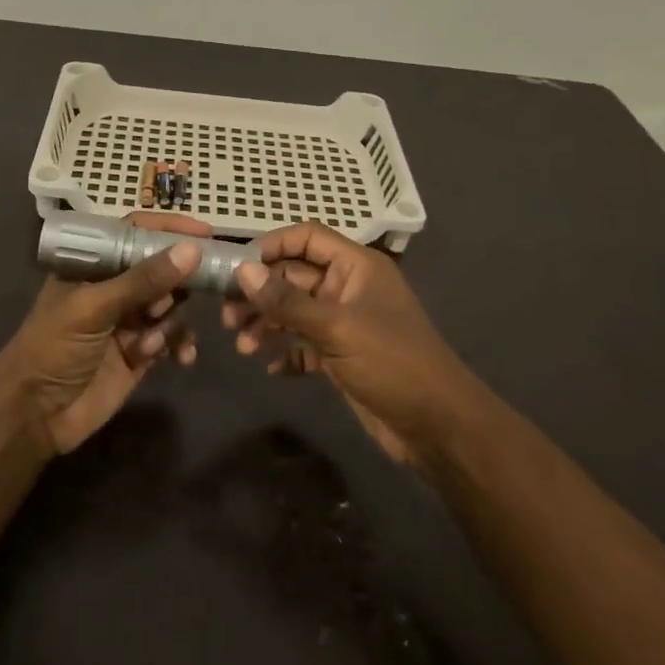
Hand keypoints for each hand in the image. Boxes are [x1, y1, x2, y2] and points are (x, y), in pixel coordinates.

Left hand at [0, 213, 207, 454]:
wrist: (35, 416)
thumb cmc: (53, 348)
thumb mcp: (94, 308)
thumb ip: (143, 280)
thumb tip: (192, 250)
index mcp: (93, 266)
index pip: (135, 234)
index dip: (168, 229)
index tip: (205, 233)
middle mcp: (114, 288)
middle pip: (161, 268)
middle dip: (178, 281)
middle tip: (186, 293)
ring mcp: (129, 321)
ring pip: (171, 305)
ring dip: (172, 321)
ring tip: (152, 342)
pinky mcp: (141, 352)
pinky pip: (173, 338)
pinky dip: (181, 344)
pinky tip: (182, 358)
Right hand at [224, 222, 483, 469]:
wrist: (437, 427)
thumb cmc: (392, 363)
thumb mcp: (337, 328)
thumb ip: (287, 301)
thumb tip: (242, 271)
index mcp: (357, 267)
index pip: (308, 238)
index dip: (272, 246)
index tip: (237, 268)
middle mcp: (349, 288)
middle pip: (295, 276)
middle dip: (261, 293)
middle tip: (227, 316)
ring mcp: (345, 323)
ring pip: (295, 312)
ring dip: (267, 325)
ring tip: (242, 347)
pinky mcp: (342, 356)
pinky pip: (304, 344)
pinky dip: (286, 352)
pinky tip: (271, 368)